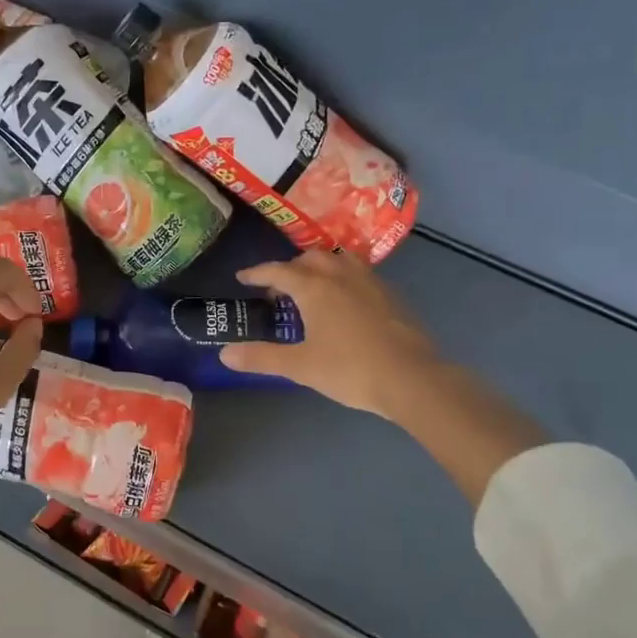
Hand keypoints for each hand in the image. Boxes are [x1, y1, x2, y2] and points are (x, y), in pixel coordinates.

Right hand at [220, 251, 439, 417]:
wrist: (412, 378)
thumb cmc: (350, 369)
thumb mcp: (300, 366)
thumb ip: (261, 357)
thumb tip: (224, 353)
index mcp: (314, 287)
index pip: (278, 271)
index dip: (257, 273)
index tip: (242, 278)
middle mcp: (340, 275)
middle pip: (309, 259)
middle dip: (289, 268)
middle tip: (278, 289)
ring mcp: (369, 282)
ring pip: (338, 261)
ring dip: (318, 267)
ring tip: (311, 288)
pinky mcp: (390, 295)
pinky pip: (358, 273)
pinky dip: (342, 278)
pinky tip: (344, 302)